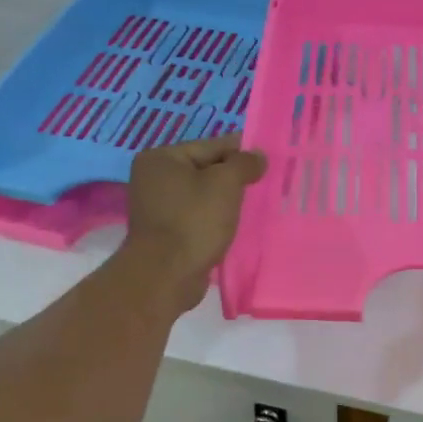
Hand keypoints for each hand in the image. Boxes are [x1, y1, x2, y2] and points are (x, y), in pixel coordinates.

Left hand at [116, 135, 267, 311]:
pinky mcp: (166, 233)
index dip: (241, 151)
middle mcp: (154, 179)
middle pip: (205, 170)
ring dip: (226, 201)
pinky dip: (216, 219)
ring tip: (256, 205)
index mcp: (161, 158)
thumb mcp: (225, 184)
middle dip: (234, 178)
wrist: (166, 275)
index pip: (210, 146)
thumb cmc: (194, 221)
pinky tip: (236, 225)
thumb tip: (258, 155)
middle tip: (267, 183)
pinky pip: (198, 217)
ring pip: (203, 196)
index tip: (268, 159)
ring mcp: (157, 208)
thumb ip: (244, 163)